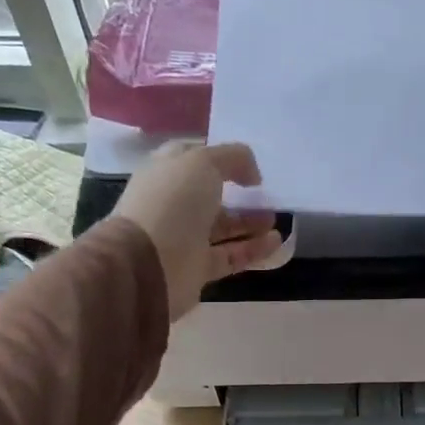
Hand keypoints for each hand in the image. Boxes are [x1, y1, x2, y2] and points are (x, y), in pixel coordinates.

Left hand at [114, 142, 283, 320]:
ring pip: (223, 227)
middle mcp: (173, 204)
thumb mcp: (202, 163)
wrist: (147, 264)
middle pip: (211, 196)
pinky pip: (231, 256)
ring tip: (276, 219)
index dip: (220, 157)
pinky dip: (253, 249)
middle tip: (266, 195)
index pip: (193, 158)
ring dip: (250, 222)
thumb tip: (251, 174)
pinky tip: (276, 242)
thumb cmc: (172, 203)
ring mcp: (185, 238)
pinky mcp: (198, 268)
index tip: (248, 163)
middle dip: (240, 194)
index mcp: (166, 172)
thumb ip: (232, 158)